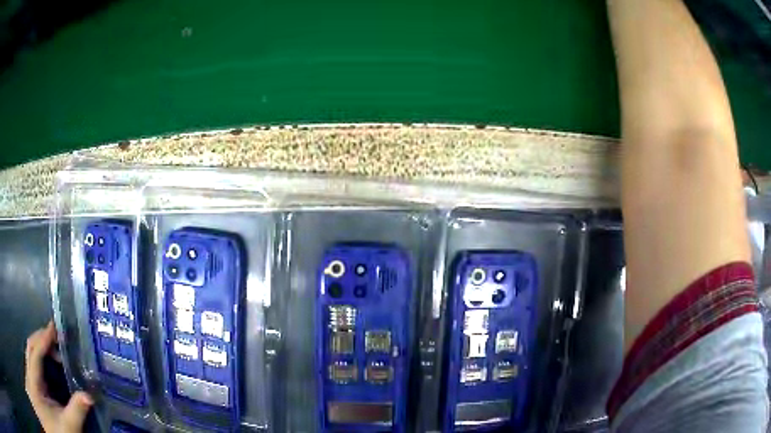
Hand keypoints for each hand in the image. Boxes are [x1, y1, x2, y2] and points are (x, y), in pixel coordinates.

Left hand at [25, 321, 92, 432]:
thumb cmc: (63, 431)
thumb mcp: (70, 425)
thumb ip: (76, 411)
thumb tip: (89, 396)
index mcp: (34, 380)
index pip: (35, 353)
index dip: (43, 340)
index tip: (54, 328)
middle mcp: (29, 371)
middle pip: (31, 346)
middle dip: (42, 339)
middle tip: (57, 334)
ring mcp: (30, 373)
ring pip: (30, 350)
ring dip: (41, 345)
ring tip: (55, 344)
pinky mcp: (32, 377)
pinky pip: (32, 358)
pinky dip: (40, 354)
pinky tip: (50, 357)